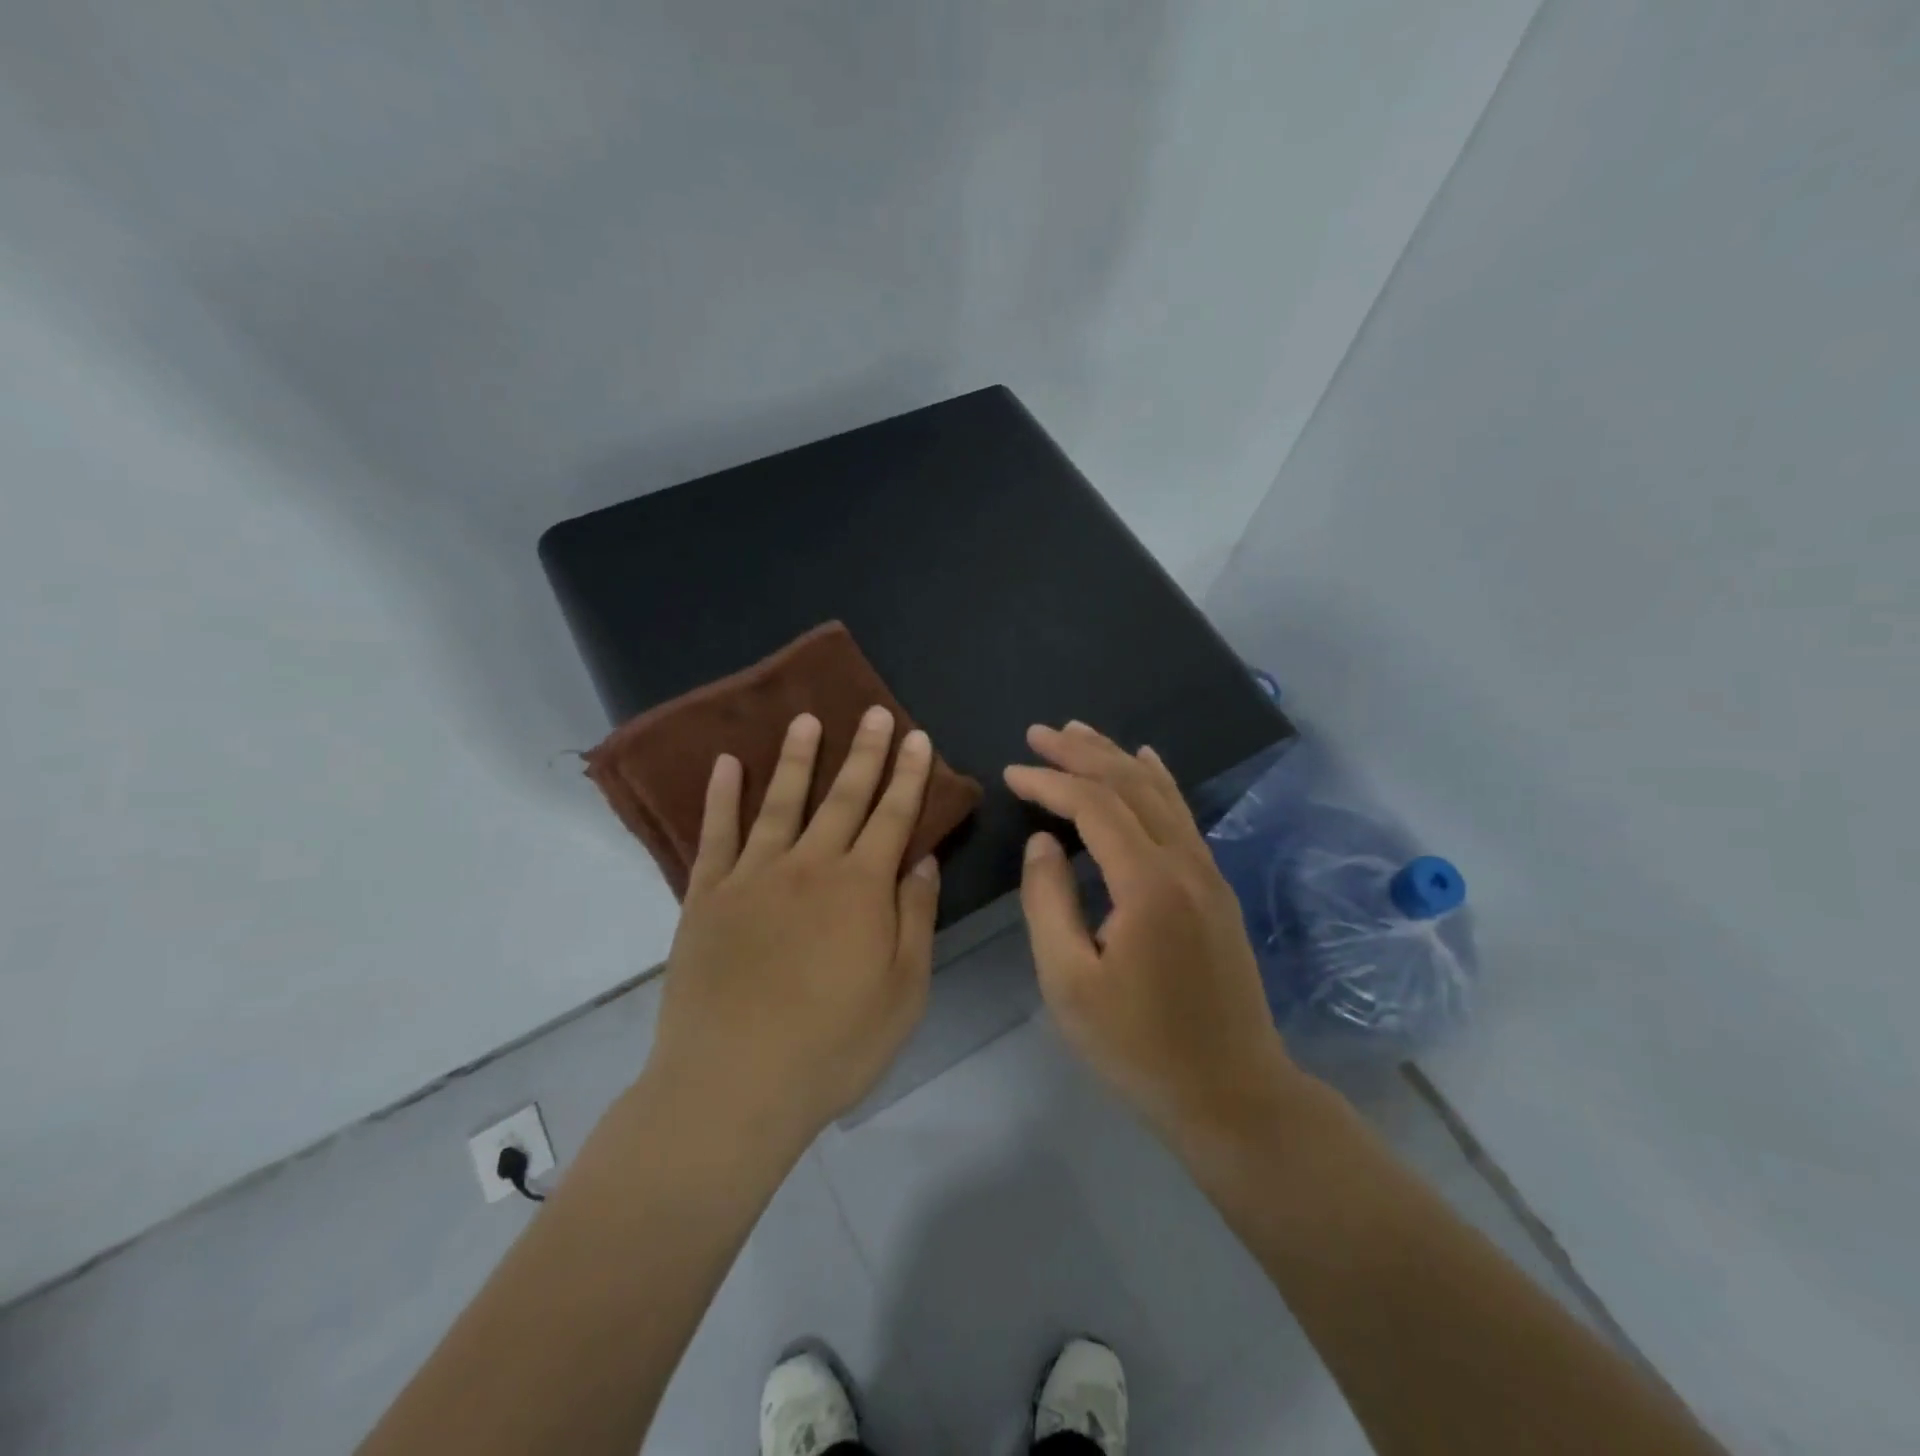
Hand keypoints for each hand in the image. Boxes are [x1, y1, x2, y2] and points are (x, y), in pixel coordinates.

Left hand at [645, 708, 939, 1150]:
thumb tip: (922, 860)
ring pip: (781, 801)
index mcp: (861, 888)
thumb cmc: (833, 1045)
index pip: (893, 816)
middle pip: (843, 797)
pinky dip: (721, 796)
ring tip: (806, 719)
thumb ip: (915, 917)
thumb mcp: (904, 991)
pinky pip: (716, 834)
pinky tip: (728, 765)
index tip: (917, 737)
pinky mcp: (707, 895)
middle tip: (873, 711)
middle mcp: (809, 866)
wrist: (734, 1085)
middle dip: (864, 752)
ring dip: (798, 758)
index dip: (909, 775)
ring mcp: (753, 876)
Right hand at [1006, 722, 1297, 1137]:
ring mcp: (1208, 872)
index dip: (1050, 781)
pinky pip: (1182, 815)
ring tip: (1079, 732)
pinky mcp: (1215, 887)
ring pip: (1160, 793)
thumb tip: (1042, 842)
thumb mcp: (1070, 983)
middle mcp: (1184, 863)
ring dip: (1116, 757)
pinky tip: (1145, 762)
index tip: (1012, 771)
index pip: (1094, 806)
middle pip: (1130, 785)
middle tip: (1039, 731)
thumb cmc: (1139, 1047)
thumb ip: (1048, 902)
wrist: (1233, 1092)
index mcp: (1148, 884)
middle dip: (1082, 752)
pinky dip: (1157, 781)